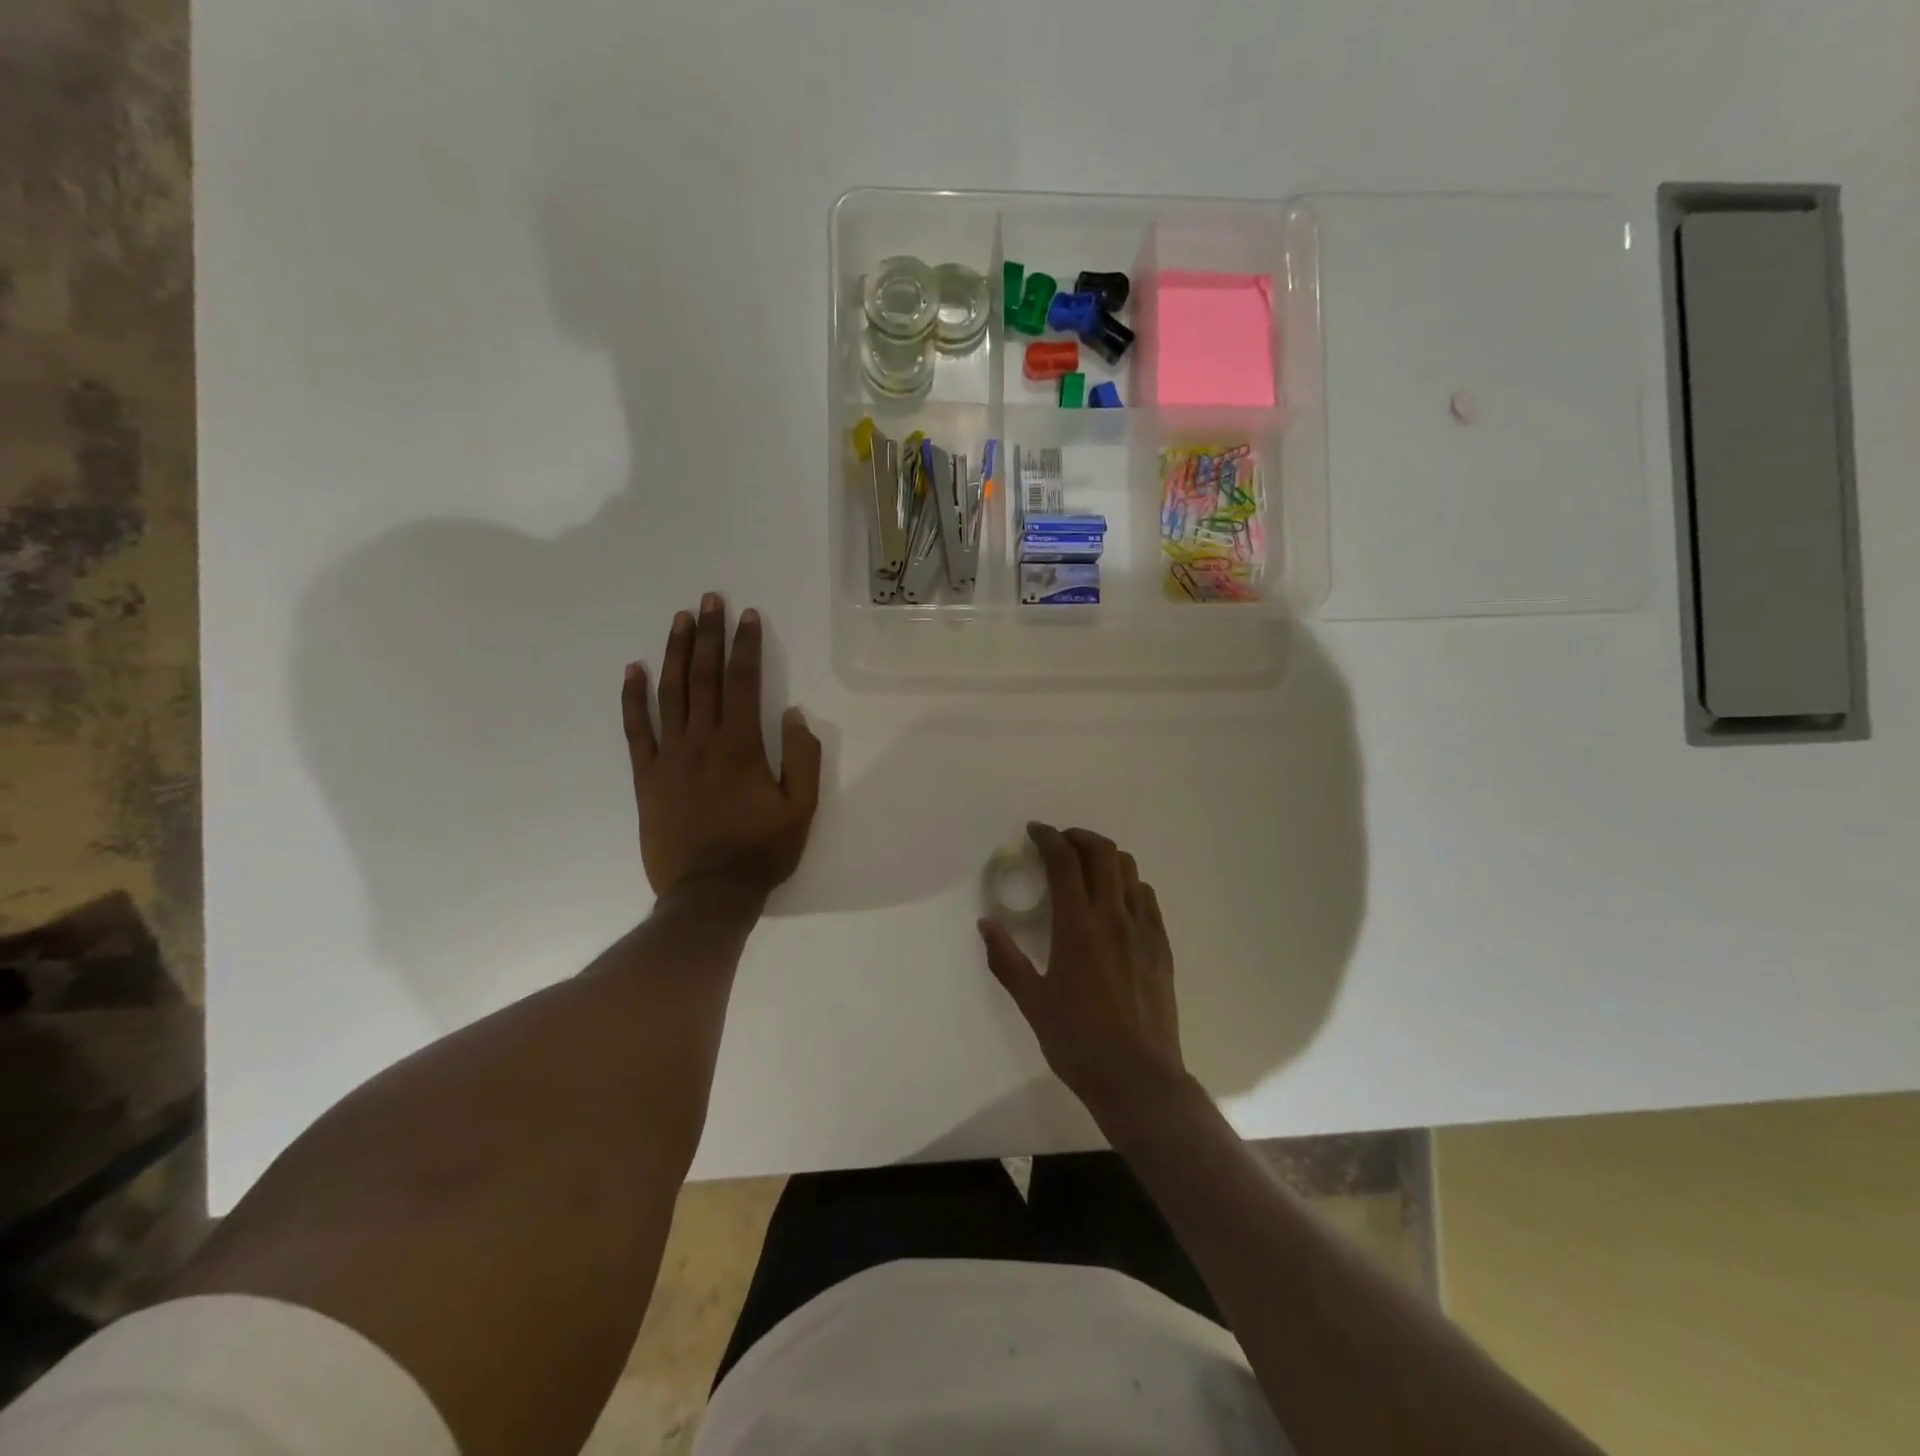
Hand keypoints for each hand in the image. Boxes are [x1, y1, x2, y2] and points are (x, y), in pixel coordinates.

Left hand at [622, 594, 821, 901]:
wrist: (709, 894)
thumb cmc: (761, 851)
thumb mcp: (801, 809)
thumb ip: (803, 758)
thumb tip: (792, 714)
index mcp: (741, 747)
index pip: (742, 682)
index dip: (745, 646)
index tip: (747, 616)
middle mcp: (701, 742)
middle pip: (703, 677)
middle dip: (708, 635)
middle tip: (710, 600)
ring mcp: (668, 758)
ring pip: (669, 694)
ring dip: (675, 653)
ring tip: (680, 620)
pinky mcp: (646, 777)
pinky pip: (636, 730)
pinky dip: (633, 698)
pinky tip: (633, 670)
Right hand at [978, 823, 1185, 1120]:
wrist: (1138, 1079)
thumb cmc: (1077, 1042)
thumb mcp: (1032, 1002)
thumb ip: (1006, 958)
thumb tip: (986, 923)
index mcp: (1077, 926)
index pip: (1064, 862)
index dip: (1048, 838)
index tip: (1034, 832)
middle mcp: (1113, 916)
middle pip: (1102, 852)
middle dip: (1078, 837)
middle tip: (1059, 845)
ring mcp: (1143, 929)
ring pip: (1128, 869)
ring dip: (1104, 857)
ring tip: (1086, 868)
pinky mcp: (1161, 945)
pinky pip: (1146, 897)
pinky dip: (1127, 883)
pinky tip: (1115, 901)